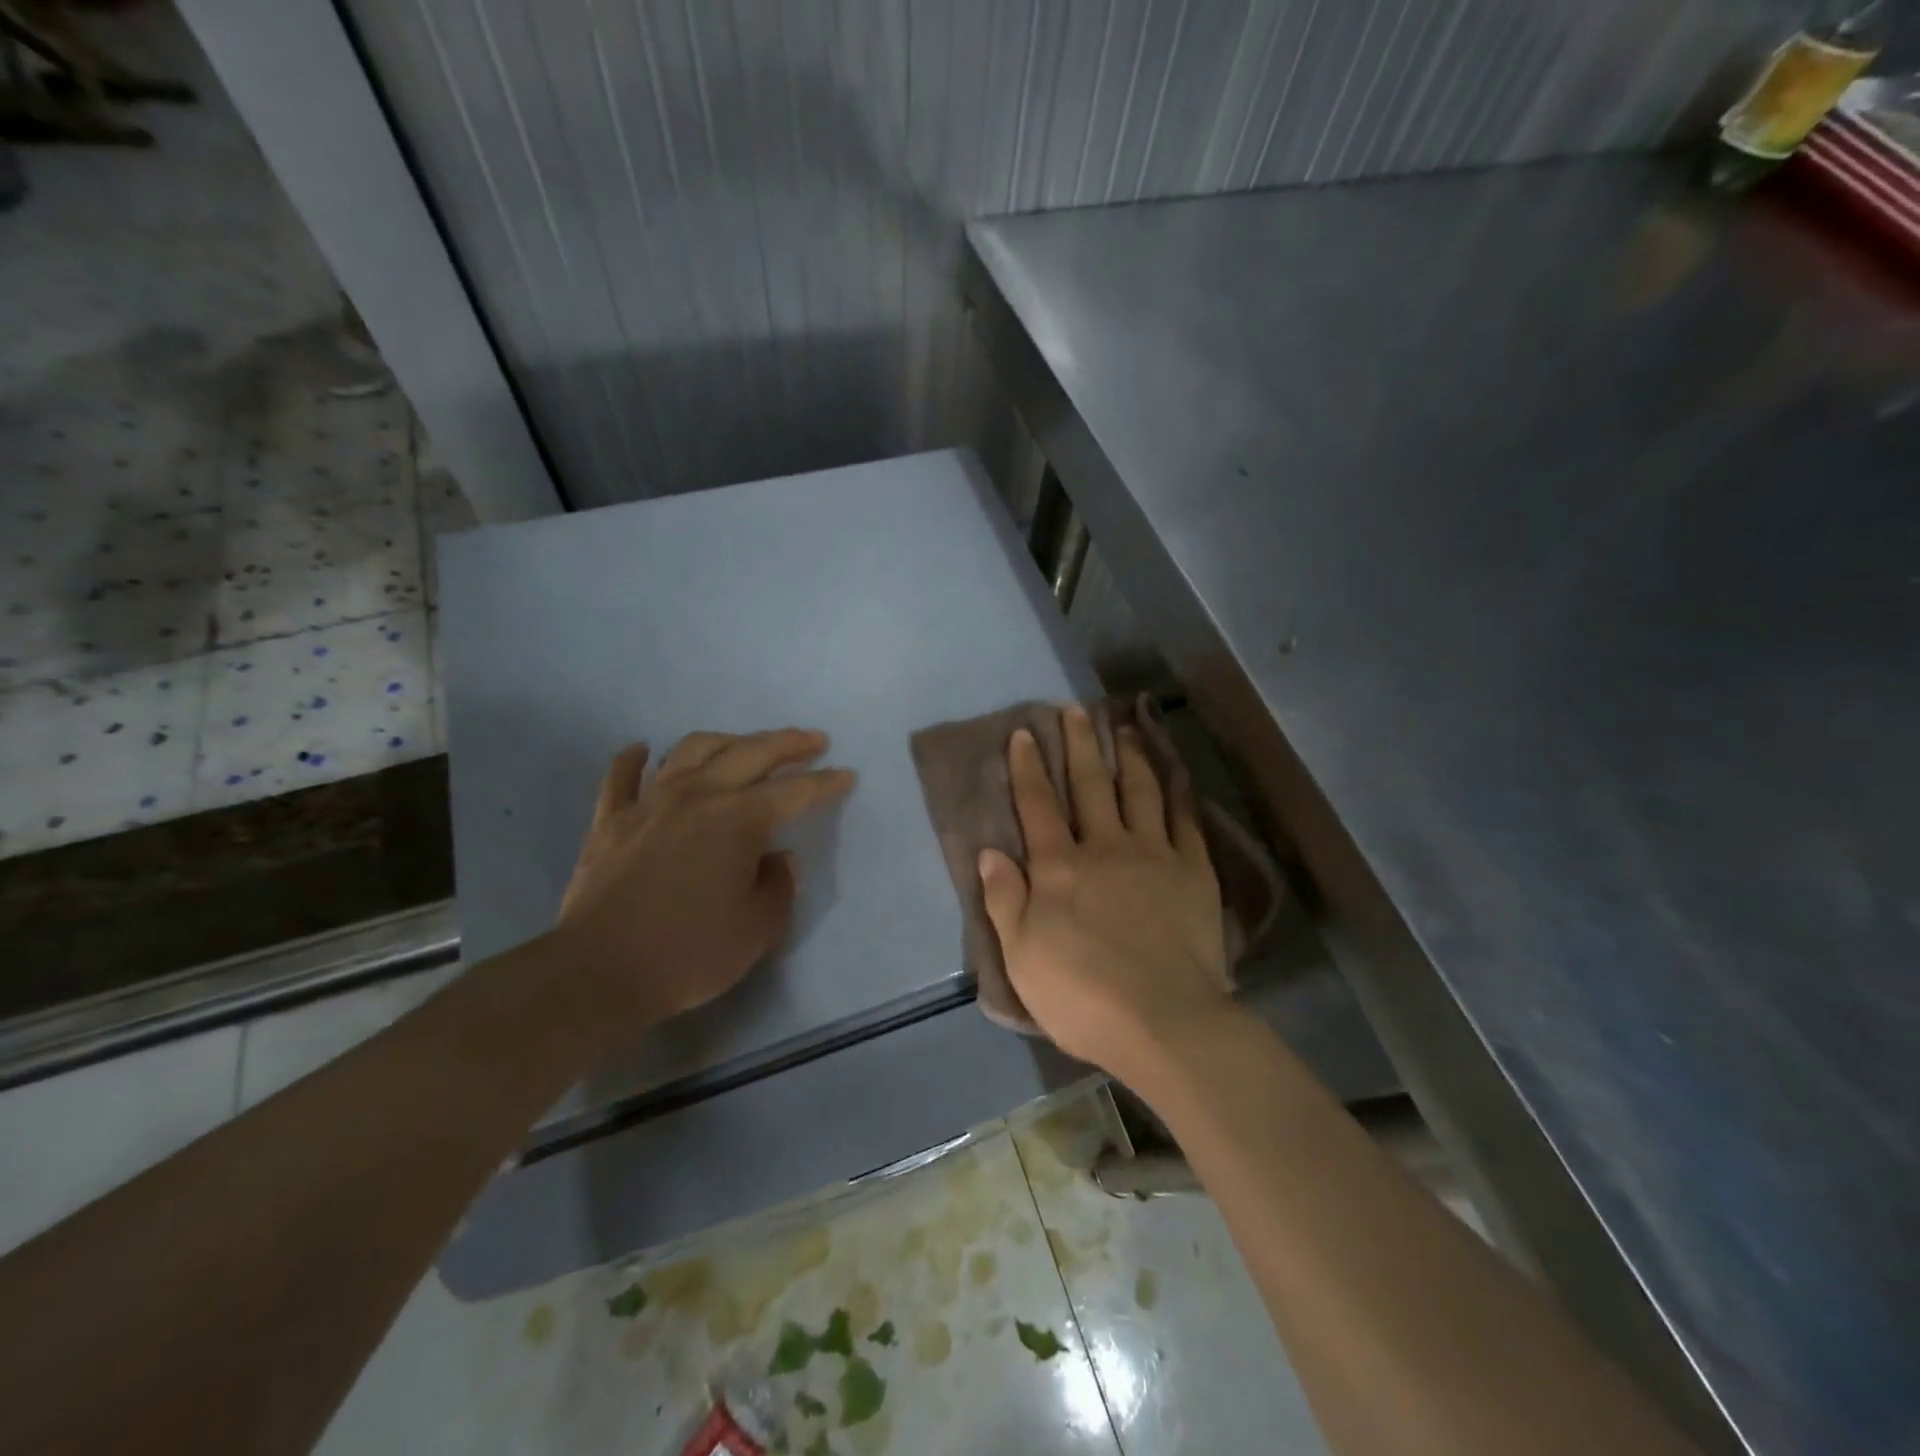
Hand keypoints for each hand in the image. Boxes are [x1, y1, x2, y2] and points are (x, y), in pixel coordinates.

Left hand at [556, 728, 854, 1034]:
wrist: (599, 972)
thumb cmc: (689, 952)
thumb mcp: (758, 929)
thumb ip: (779, 886)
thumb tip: (777, 859)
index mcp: (739, 820)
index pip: (794, 791)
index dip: (825, 782)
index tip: (846, 775)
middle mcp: (697, 796)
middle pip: (749, 753)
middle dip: (787, 743)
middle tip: (812, 741)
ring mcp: (649, 803)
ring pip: (691, 751)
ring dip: (726, 741)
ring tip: (744, 744)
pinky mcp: (610, 820)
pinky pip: (621, 777)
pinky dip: (634, 758)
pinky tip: (643, 750)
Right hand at [978, 706, 1233, 1079]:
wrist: (1163, 1021)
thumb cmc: (1081, 995)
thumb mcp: (1021, 956)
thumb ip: (1004, 899)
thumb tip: (990, 852)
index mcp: (1058, 867)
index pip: (1038, 804)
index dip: (1027, 766)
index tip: (1024, 732)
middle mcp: (1104, 847)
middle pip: (1089, 785)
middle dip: (1078, 745)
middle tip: (1074, 709)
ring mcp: (1153, 855)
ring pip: (1139, 790)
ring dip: (1129, 754)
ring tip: (1122, 725)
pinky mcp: (1192, 871)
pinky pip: (1185, 819)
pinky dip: (1178, 789)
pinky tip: (1175, 769)